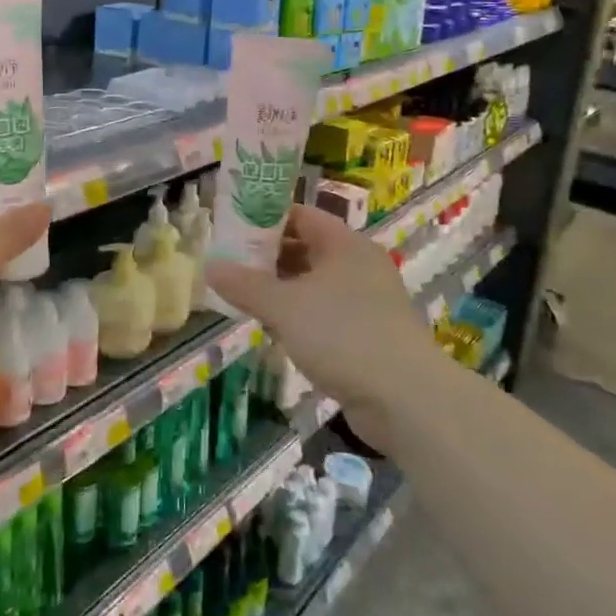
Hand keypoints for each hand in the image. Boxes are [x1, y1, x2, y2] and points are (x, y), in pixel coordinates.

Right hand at [208, 204, 440, 441]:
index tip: (231, 229)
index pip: (301, 215)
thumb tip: (209, 266)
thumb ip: (245, 285)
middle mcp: (359, 266)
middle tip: (229, 265)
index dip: (265, 218)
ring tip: (243, 297)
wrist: (406, 399)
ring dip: (281, 289)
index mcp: (346, 245)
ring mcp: (367, 302)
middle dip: (268, 257)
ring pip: (314, 284)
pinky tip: (274, 330)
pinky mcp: (368, 336)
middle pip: (306, 248)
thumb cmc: (343, 335)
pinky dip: (299, 316)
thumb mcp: (285, 307)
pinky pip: (325, 314)